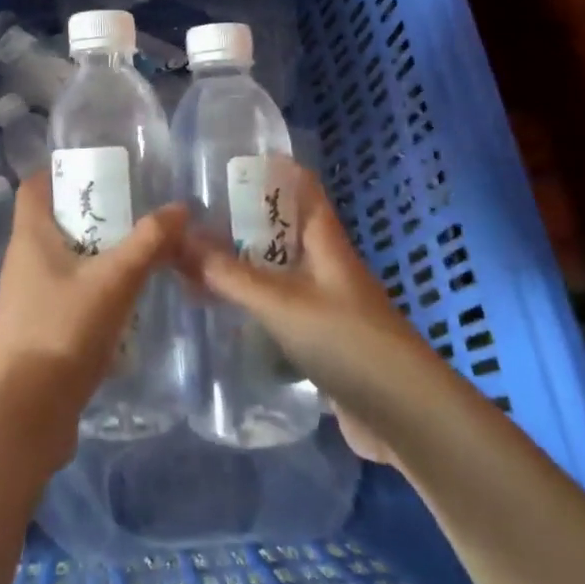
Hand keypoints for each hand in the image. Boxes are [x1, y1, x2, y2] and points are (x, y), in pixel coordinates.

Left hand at [0, 172, 183, 470]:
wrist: (25, 416)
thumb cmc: (62, 332)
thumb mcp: (113, 281)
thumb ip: (148, 242)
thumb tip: (180, 207)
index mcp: (30, 237)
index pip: (35, 185)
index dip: (62, 170)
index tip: (102, 169)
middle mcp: (23, 261)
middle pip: (55, 220)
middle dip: (93, 212)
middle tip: (136, 209)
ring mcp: (29, 298)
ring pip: (65, 259)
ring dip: (97, 251)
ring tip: (139, 250)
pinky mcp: (39, 329)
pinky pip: (68, 293)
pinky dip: (94, 287)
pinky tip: (128, 299)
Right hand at [179, 168, 435, 465]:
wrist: (407, 418)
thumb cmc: (347, 341)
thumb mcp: (281, 302)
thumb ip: (228, 274)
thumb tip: (178, 239)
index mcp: (325, 240)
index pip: (300, 186)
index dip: (268, 170)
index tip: (223, 165)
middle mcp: (327, 265)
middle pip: (282, 229)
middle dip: (241, 221)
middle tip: (191, 218)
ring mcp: (327, 304)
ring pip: (278, 270)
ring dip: (243, 264)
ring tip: (194, 261)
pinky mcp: (323, 341)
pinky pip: (280, 308)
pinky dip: (253, 304)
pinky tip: (223, 312)